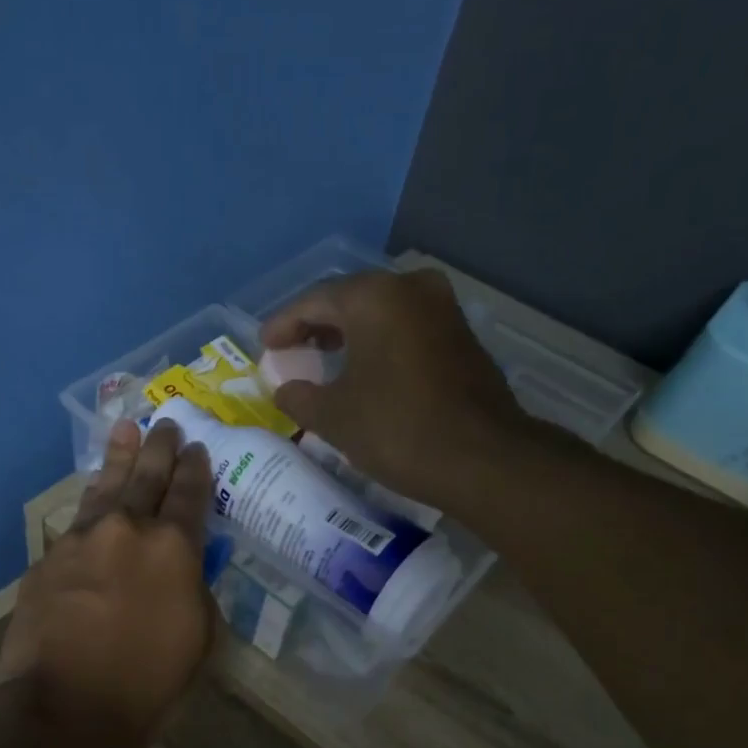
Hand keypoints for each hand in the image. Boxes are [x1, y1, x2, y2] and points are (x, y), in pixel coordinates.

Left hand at [0, 419, 216, 747]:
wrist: (65, 707)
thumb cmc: (147, 683)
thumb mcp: (198, 639)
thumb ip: (195, 592)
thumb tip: (184, 571)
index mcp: (174, 548)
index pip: (190, 495)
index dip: (195, 469)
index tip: (196, 448)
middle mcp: (128, 530)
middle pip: (147, 477)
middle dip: (159, 448)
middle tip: (165, 423)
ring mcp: (82, 540)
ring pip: (105, 487)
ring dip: (118, 457)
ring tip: (124, 429)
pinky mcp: (48, 559)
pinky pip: (75, 522)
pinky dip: (90, 505)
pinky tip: (92, 498)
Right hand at [261, 268, 525, 503]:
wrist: (482, 459)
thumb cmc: (396, 429)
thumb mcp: (333, 417)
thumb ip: (299, 397)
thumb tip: (285, 389)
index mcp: (374, 297)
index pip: (314, 301)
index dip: (284, 324)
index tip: (265, 346)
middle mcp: (411, 289)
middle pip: (350, 300)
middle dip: (317, 325)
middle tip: (291, 350)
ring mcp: (443, 309)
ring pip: (382, 313)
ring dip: (349, 333)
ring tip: (323, 359)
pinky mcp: (462, 336)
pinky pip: (406, 329)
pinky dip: (380, 343)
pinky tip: (365, 370)